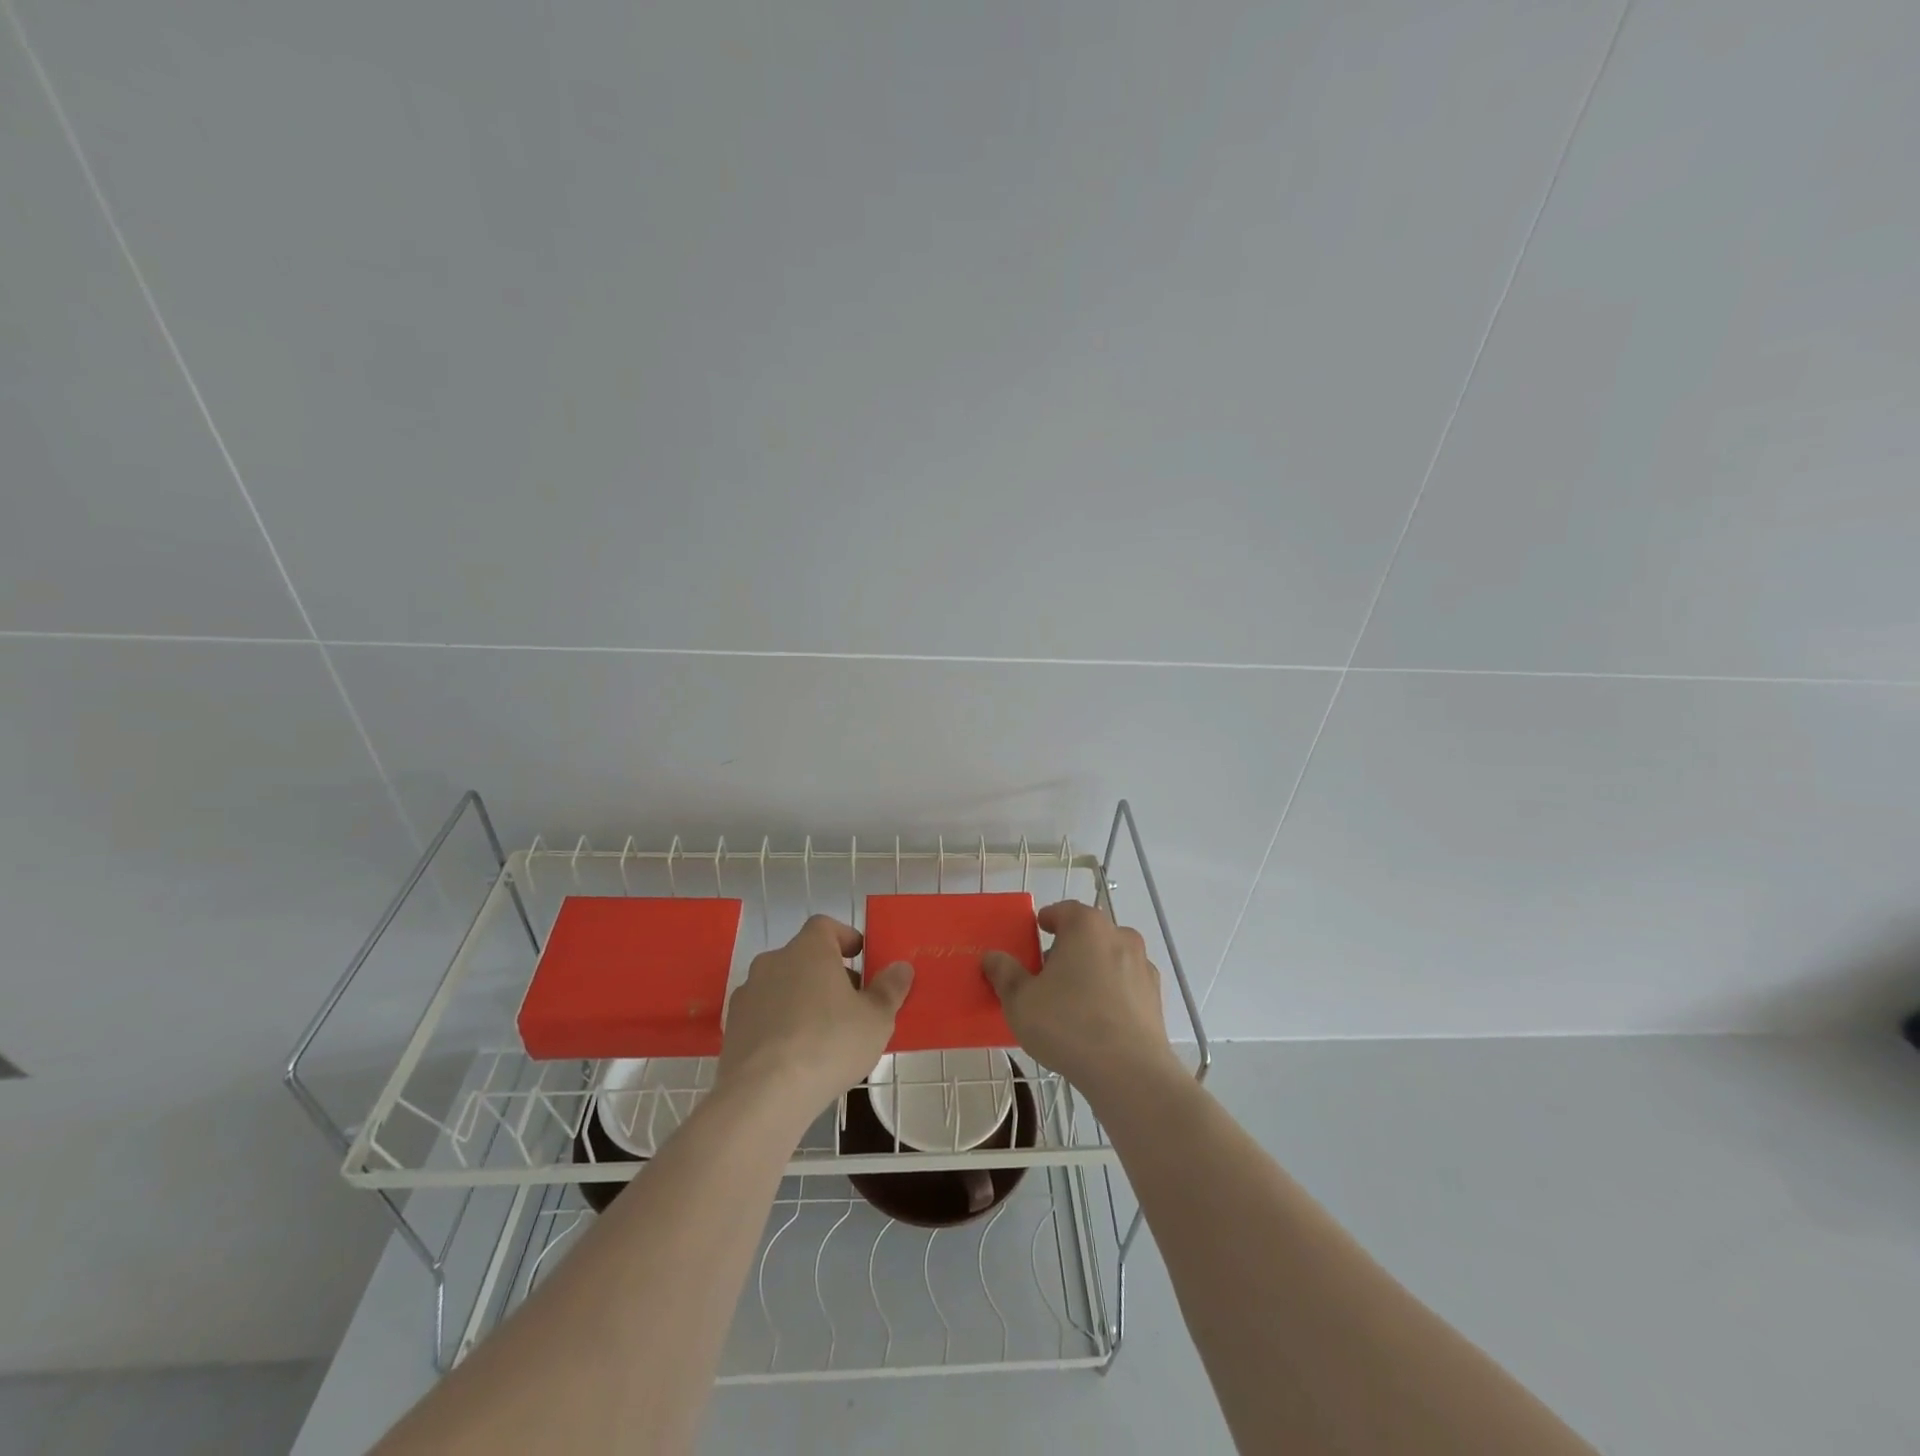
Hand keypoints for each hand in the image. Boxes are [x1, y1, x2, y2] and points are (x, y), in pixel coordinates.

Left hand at [718, 915, 913, 1115]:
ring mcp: (747, 994)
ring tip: (823, 1035)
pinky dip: (780, 1025)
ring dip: (802, 1000)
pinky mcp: (732, 1027)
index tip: (860, 958)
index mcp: (809, 949)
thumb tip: (900, 967)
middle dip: (827, 974)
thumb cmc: (829, 1043)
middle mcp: (773, 961)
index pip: (825, 926)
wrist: (763, 1095)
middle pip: (804, 957)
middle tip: (851, 1004)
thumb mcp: (876, 1019)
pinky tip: (795, 1056)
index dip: (844, 938)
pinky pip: (764, 1016)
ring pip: (782, 987)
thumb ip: (890, 989)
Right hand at [981, 900, 1178, 1104]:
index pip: (1062, 910)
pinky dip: (1111, 994)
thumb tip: (992, 956)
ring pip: (1109, 959)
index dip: (1045, 922)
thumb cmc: (1068, 1024)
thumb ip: (1004, 973)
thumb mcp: (1020, 1000)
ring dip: (1091, 971)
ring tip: (1071, 1003)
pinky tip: (1097, 1022)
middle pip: (1087, 934)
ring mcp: (1143, 966)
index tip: (1033, 939)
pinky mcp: (1156, 997)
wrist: (1129, 1072)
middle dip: (1067, 949)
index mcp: (1086, 926)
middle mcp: (1119, 936)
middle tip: (1046, 976)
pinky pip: (1125, 985)